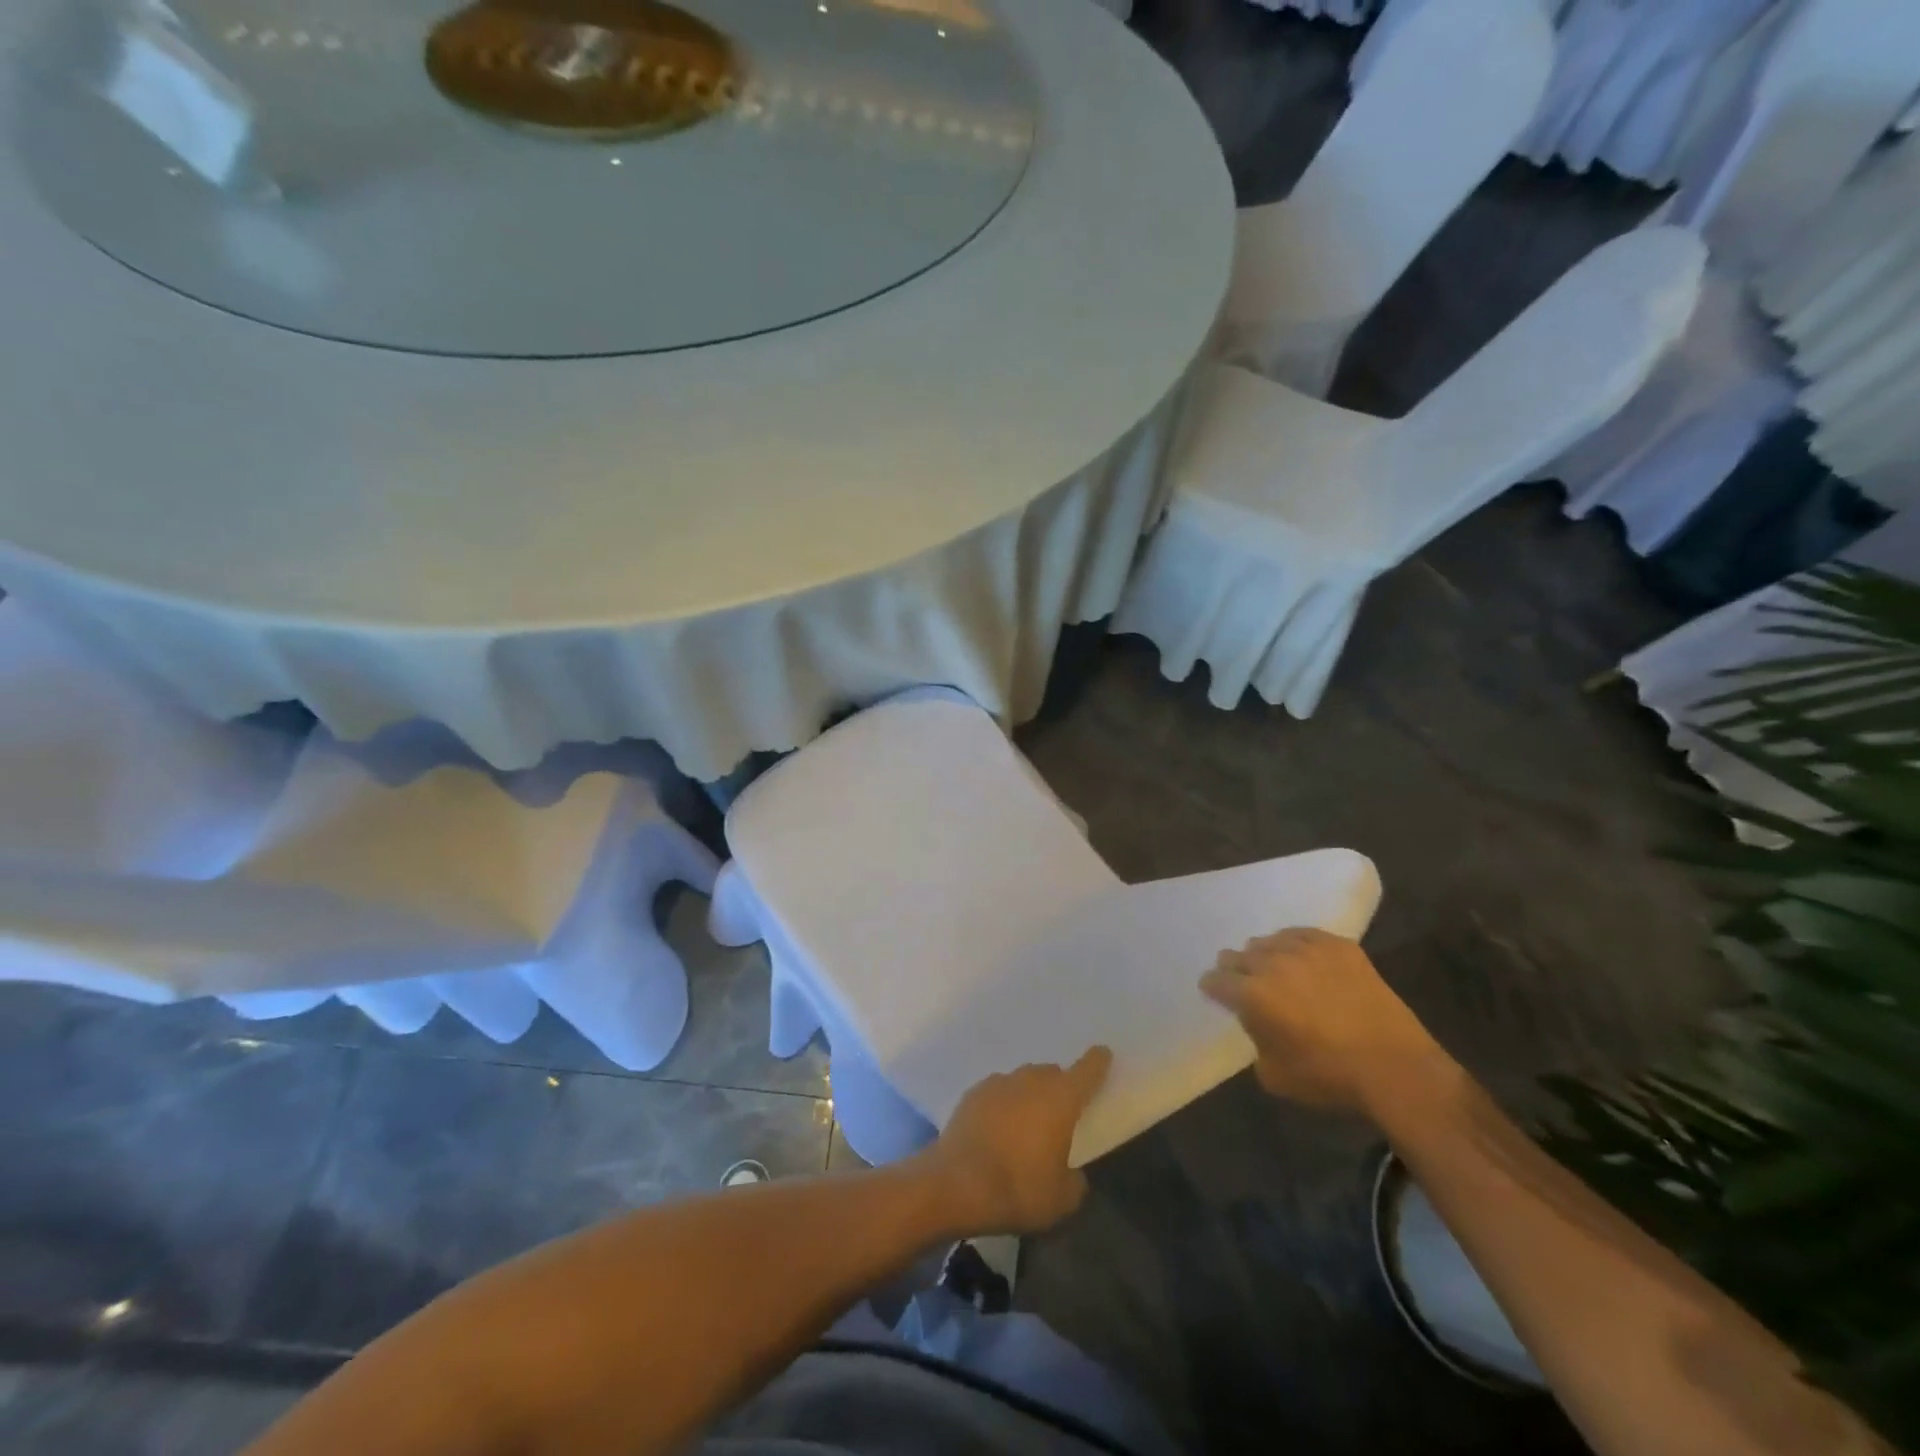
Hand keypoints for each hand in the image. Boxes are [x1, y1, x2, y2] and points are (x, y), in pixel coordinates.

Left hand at [919, 1048, 1111, 1235]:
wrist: (955, 1184)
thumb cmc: (1018, 1189)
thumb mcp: (1061, 1200)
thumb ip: (1074, 1181)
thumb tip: (1070, 1172)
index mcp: (1060, 1098)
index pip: (1086, 1071)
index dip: (1097, 1062)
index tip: (1103, 1053)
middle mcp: (1030, 1081)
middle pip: (1051, 1074)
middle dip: (1058, 1088)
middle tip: (1060, 1115)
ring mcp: (998, 1083)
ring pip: (1022, 1081)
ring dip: (1028, 1096)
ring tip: (1026, 1125)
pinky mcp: (972, 1094)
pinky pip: (997, 1093)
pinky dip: (1002, 1105)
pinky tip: (997, 1129)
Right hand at [1201, 927, 1441, 1112]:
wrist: (1396, 1068)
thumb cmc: (1330, 1077)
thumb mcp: (1274, 1074)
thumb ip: (1255, 1039)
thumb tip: (1258, 1021)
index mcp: (1253, 995)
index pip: (1217, 980)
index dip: (1213, 988)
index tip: (1215, 993)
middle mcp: (1273, 964)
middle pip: (1239, 955)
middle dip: (1236, 970)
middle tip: (1245, 984)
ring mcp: (1307, 950)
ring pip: (1269, 941)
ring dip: (1265, 956)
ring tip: (1276, 970)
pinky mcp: (1339, 947)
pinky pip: (1303, 934)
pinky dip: (1295, 944)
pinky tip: (1301, 957)